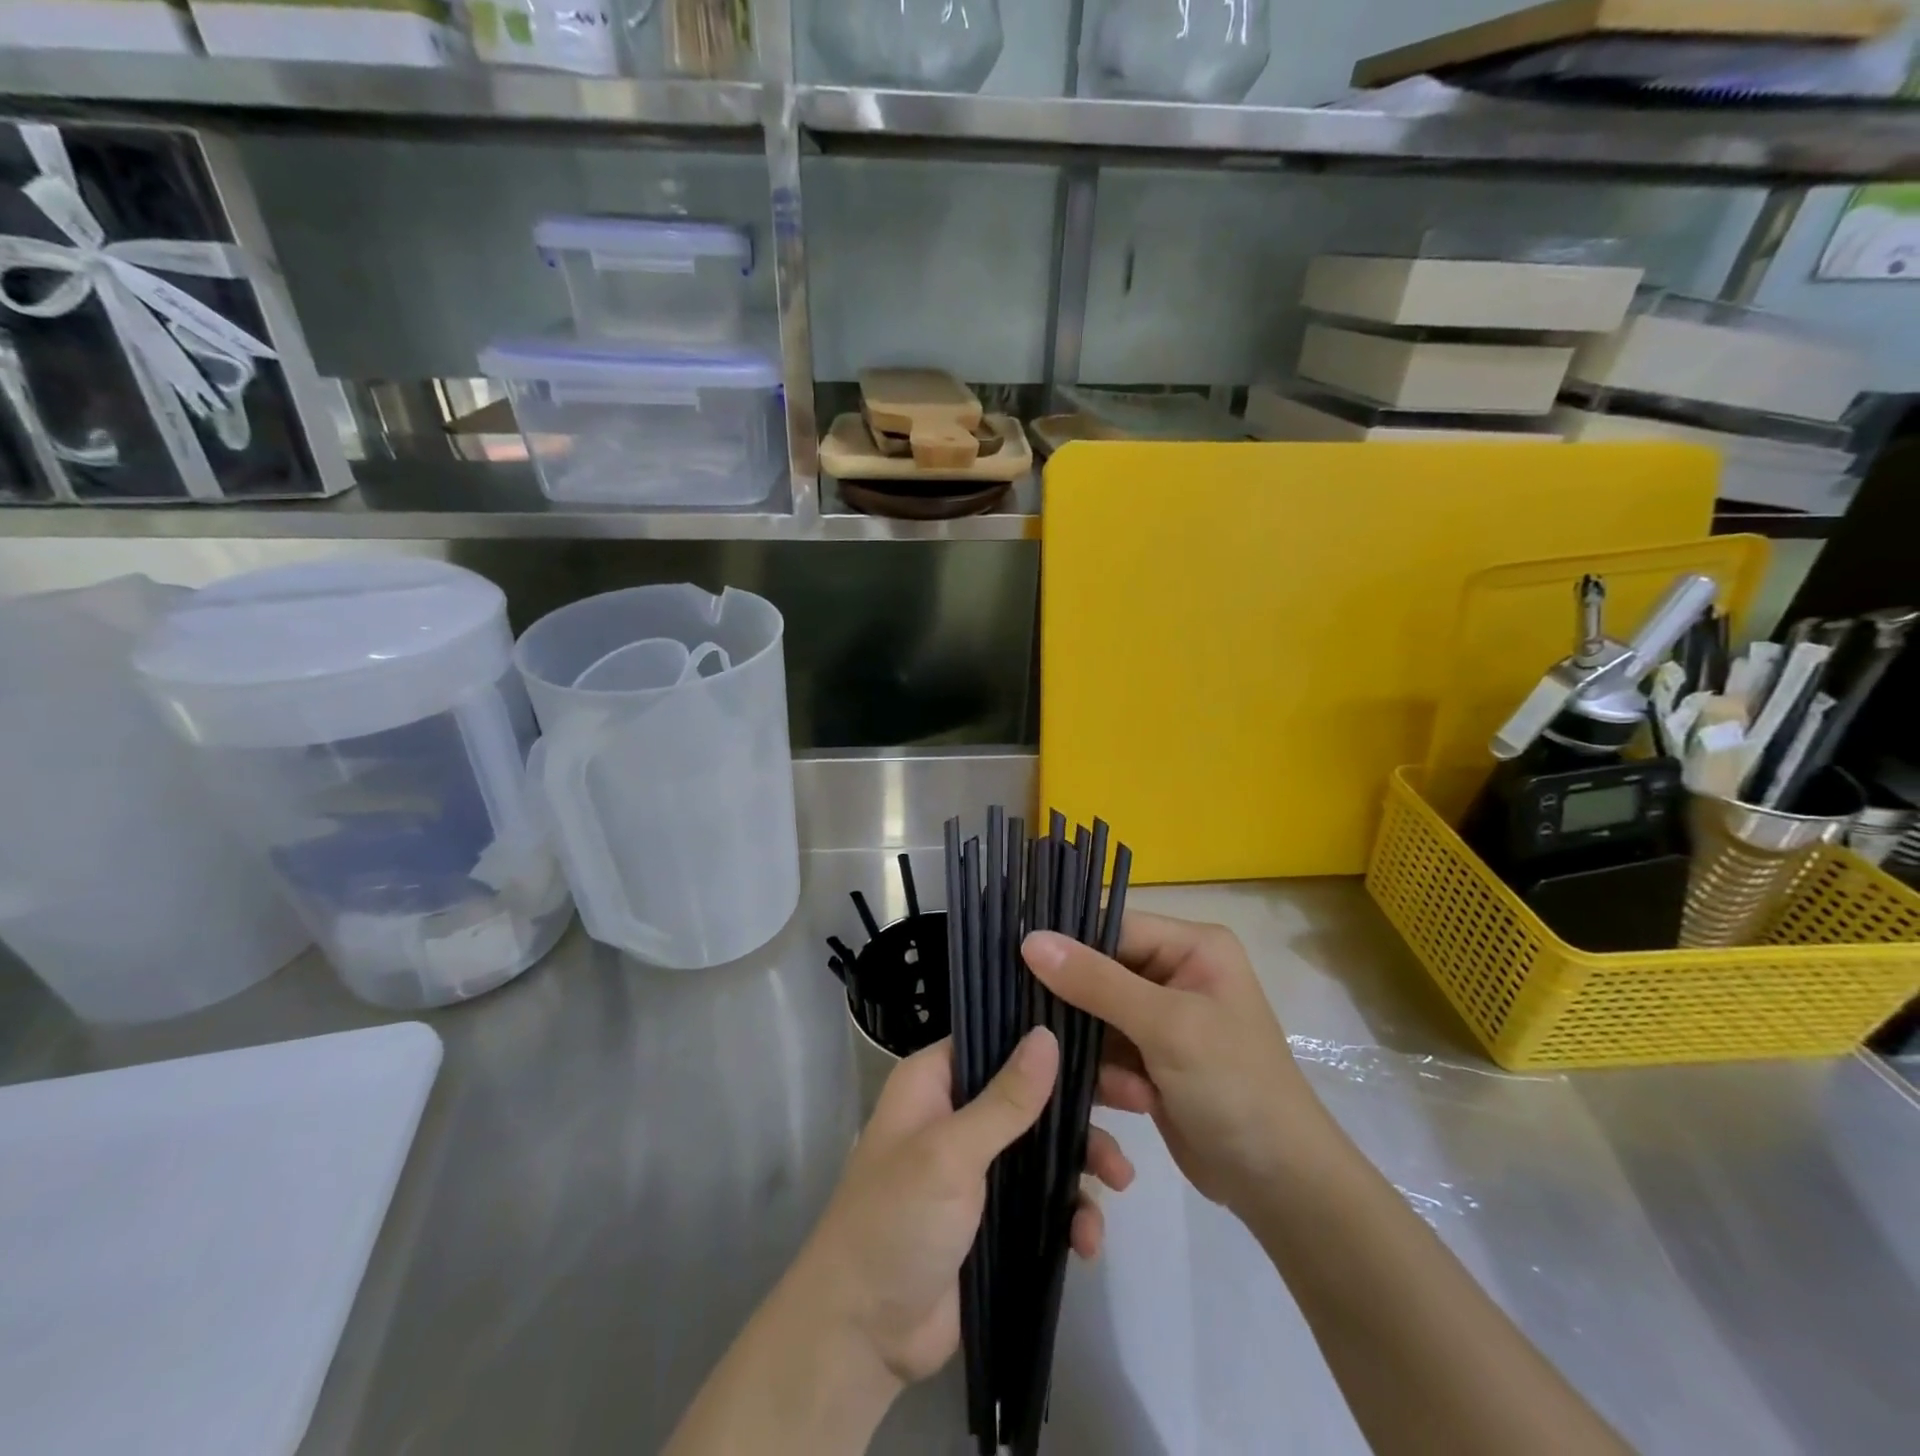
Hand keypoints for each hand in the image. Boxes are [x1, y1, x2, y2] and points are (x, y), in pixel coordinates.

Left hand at [786, 1027, 1136, 1389]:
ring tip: (1119, 1182)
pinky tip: (1087, 1240)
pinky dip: (1070, 1214)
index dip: (1048, 1037)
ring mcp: (979, 1167)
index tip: (1105, 1040)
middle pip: (1032, 1091)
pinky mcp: (996, 1217)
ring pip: (1046, 1145)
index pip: (997, 1037)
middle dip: (1082, 1103)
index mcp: (935, 1081)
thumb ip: (1005, 1099)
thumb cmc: (897, 1220)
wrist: (864, 1335)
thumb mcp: (950, 1153)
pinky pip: (1045, 1200)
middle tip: (1140, 1103)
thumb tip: (1047, 1034)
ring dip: (1085, 1161)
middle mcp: (958, 1113)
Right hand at [1023, 914, 1327, 1216]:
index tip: (1019, 966)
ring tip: (1127, 1085)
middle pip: (1099, 972)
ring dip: (1100, 1053)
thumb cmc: (1234, 1087)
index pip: (1112, 927)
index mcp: (1192, 946)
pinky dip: (1110, 1077)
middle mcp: (1176, 972)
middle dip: (1084, 1011)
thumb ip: (1096, 981)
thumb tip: (1029, 939)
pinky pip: (1107, 1051)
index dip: (1068, 945)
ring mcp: (1163, 1018)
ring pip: (1096, 1017)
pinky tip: (1133, 1101)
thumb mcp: (1166, 1026)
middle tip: (1055, 1038)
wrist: (1280, 1186)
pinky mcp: (1152, 1059)